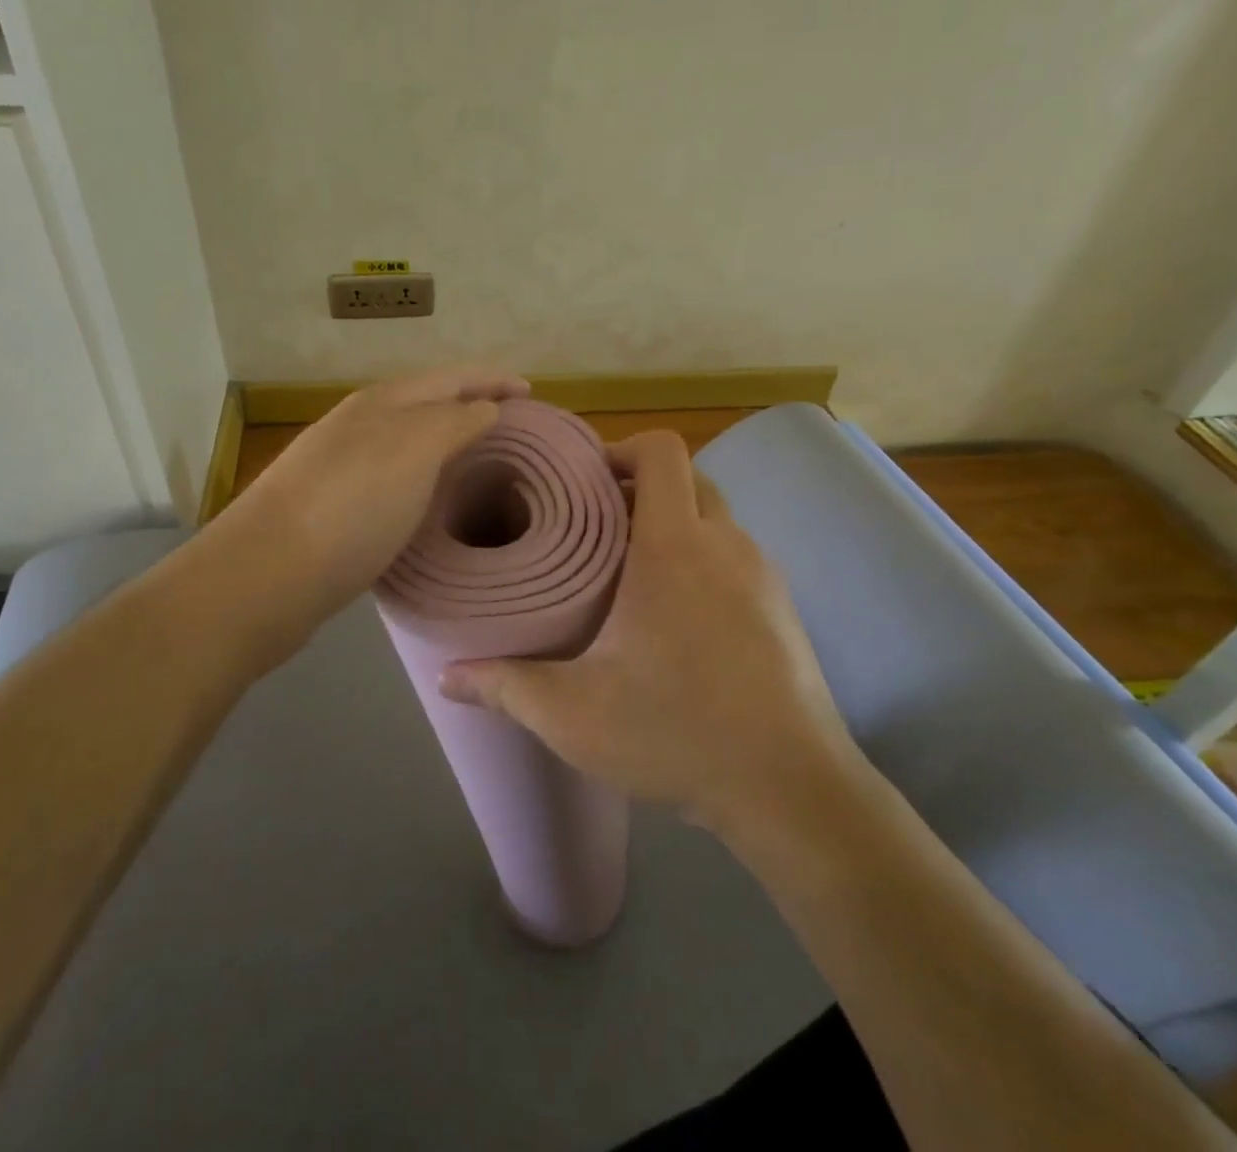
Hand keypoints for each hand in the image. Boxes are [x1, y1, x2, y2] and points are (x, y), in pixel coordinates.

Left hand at [216, 367, 529, 624]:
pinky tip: (431, 497)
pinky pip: (392, 474)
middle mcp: (360, 424)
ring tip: (480, 457)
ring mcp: (341, 463)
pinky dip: (422, 475)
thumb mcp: (414, 451)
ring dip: (445, 439)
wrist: (267, 574)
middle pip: (426, 402)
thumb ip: (454, 422)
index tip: (532, 393)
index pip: (451, 377)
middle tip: (512, 425)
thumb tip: (486, 407)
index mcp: (383, 403)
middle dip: (470, 404)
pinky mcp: (333, 505)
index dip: (493, 380)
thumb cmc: (351, 506)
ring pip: (406, 439)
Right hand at [437, 430, 865, 829]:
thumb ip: (505, 686)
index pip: (661, 451)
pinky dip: (703, 556)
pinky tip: (676, 614)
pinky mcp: (784, 606)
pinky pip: (735, 554)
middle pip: (687, 476)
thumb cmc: (677, 732)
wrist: (792, 789)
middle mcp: (725, 543)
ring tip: (627, 566)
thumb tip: (444, 676)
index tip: (583, 479)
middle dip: (641, 485)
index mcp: (674, 546)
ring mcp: (763, 573)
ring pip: (714, 516)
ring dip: (674, 522)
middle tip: (593, 523)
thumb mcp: (574, 714)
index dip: (621, 448)